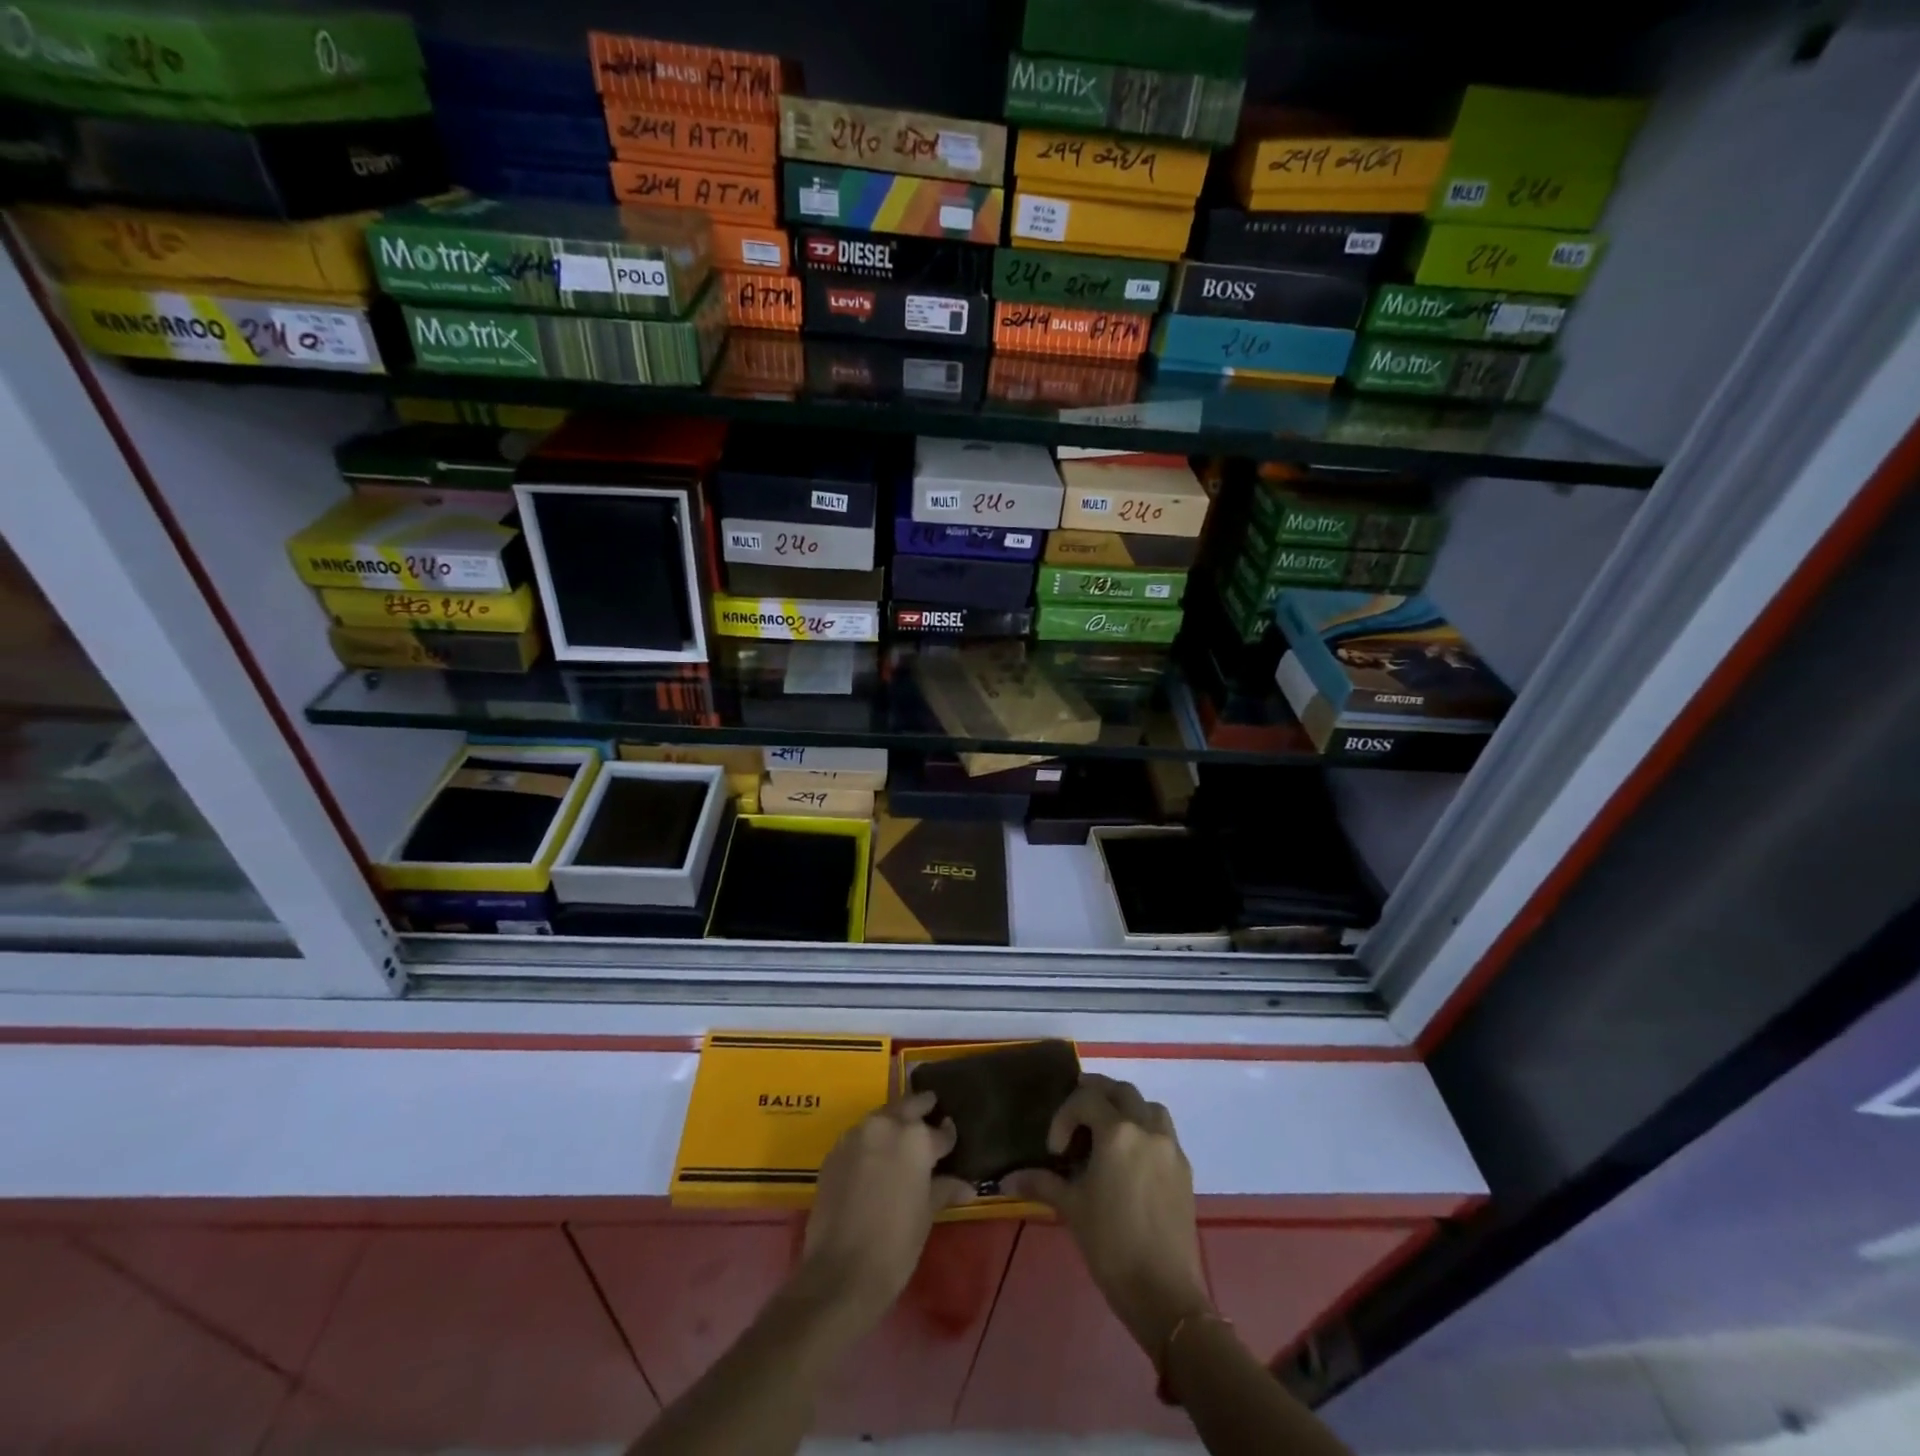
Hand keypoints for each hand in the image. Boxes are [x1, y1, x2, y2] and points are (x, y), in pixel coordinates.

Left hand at [795, 1091, 974, 1331]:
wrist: (840, 1272)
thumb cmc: (896, 1244)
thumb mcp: (926, 1215)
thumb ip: (944, 1188)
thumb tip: (966, 1185)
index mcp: (916, 1139)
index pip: (941, 1131)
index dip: (948, 1136)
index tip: (950, 1139)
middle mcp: (886, 1125)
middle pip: (909, 1105)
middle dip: (922, 1107)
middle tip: (931, 1111)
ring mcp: (857, 1135)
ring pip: (882, 1117)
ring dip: (894, 1121)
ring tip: (902, 1137)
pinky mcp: (834, 1151)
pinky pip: (859, 1136)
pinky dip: (871, 1140)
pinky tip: (874, 1159)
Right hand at [1003, 1074, 1211, 1357]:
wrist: (1165, 1294)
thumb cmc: (1111, 1246)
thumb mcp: (1072, 1209)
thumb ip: (1041, 1183)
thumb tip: (1008, 1179)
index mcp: (1118, 1133)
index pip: (1086, 1099)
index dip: (1064, 1117)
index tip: (1055, 1150)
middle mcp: (1147, 1129)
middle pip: (1121, 1091)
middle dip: (1096, 1096)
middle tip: (1076, 1119)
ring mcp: (1170, 1148)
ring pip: (1148, 1106)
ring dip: (1126, 1108)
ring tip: (1107, 1132)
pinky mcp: (1184, 1169)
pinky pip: (1163, 1132)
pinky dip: (1145, 1130)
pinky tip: (1130, 1158)